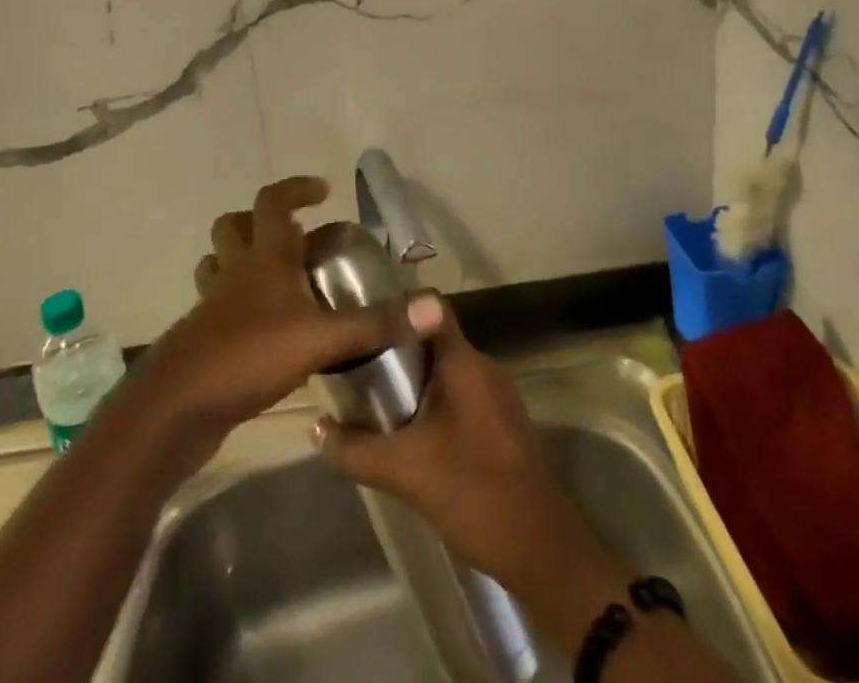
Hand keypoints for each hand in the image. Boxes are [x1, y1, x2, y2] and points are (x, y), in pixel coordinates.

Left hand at [135, 177, 442, 455]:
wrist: (177, 406)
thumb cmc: (249, 355)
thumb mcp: (322, 338)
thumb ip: (376, 324)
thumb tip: (434, 307)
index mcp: (263, 257)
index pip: (273, 201)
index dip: (296, 189)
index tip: (321, 190)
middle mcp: (234, 270)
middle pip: (234, 226)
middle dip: (261, 221)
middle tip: (294, 236)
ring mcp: (212, 304)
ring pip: (219, 263)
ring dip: (241, 258)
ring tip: (274, 276)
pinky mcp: (202, 337)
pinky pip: (216, 304)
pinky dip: (235, 302)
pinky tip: (261, 328)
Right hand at [315, 301, 611, 590]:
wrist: (542, 551)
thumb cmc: (474, 492)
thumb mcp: (405, 472)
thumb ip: (356, 449)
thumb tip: (315, 429)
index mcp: (464, 362)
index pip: (428, 308)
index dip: (394, 307)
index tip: (361, 320)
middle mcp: (484, 367)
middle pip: (433, 339)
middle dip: (395, 350)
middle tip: (357, 366)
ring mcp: (498, 395)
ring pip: (446, 370)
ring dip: (414, 381)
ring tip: (376, 399)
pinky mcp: (503, 423)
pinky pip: (461, 395)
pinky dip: (434, 403)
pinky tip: (411, 433)